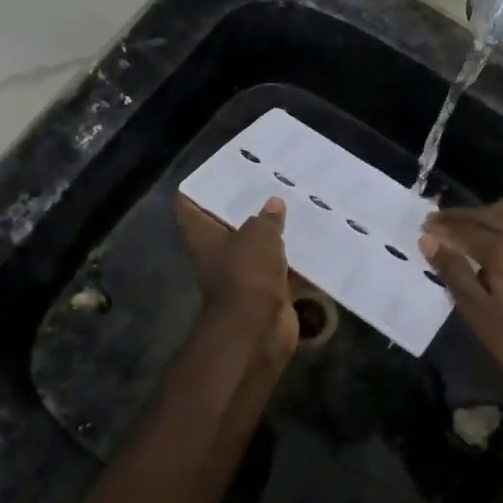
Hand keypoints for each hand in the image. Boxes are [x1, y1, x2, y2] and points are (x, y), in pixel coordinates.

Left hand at [175, 195, 298, 371]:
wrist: (258, 330)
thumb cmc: (246, 274)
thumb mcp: (258, 235)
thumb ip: (266, 218)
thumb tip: (273, 204)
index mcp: (204, 237)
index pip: (188, 207)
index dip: (198, 188)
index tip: (218, 172)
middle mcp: (220, 254)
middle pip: (228, 225)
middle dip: (247, 207)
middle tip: (269, 182)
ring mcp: (244, 275)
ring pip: (258, 247)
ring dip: (274, 232)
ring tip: (296, 203)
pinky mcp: (268, 291)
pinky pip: (282, 269)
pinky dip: (295, 259)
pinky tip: (314, 238)